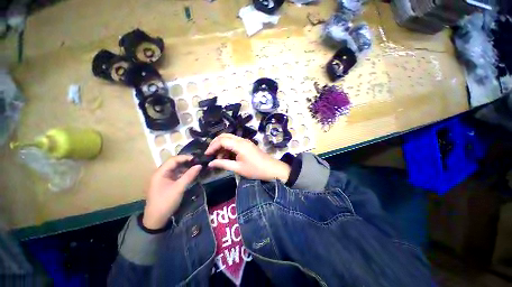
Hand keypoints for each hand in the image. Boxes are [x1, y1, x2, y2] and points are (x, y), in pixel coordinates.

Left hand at [143, 155, 201, 229]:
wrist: (156, 219)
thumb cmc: (166, 202)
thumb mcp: (179, 188)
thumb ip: (189, 175)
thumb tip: (200, 165)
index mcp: (160, 173)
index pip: (173, 159)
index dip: (185, 157)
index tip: (196, 159)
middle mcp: (161, 173)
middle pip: (174, 163)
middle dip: (186, 162)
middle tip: (198, 163)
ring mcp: (164, 179)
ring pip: (176, 169)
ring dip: (186, 168)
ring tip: (196, 168)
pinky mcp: (167, 184)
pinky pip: (176, 175)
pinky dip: (184, 174)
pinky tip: (191, 175)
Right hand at [205, 134, 290, 181]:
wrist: (271, 169)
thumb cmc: (255, 170)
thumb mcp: (238, 168)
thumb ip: (223, 164)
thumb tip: (210, 163)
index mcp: (239, 145)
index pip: (222, 140)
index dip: (212, 146)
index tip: (206, 155)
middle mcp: (242, 140)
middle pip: (225, 136)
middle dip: (216, 143)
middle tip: (210, 153)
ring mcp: (245, 141)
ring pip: (230, 139)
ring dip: (222, 146)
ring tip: (219, 158)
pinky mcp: (247, 145)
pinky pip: (235, 143)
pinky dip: (228, 148)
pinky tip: (227, 157)